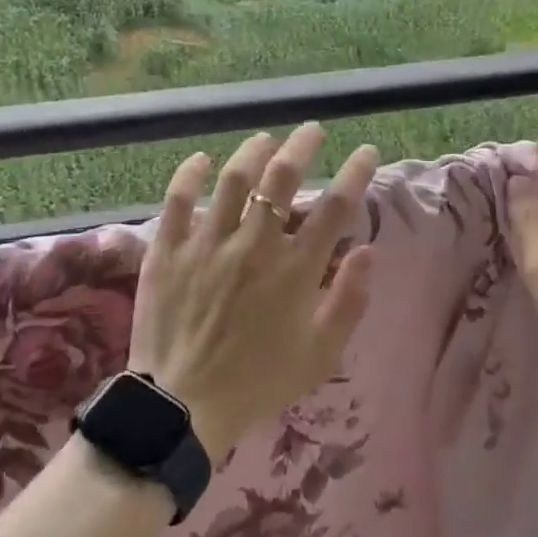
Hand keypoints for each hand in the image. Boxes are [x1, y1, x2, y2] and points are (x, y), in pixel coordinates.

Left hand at [129, 125, 379, 457]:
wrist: (183, 406)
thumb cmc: (259, 382)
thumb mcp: (320, 354)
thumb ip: (349, 301)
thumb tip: (368, 252)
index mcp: (295, 270)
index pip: (336, 207)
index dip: (355, 173)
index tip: (365, 151)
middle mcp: (254, 245)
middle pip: (283, 178)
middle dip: (303, 145)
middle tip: (312, 131)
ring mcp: (207, 243)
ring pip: (234, 178)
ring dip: (253, 151)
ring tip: (266, 140)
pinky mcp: (169, 249)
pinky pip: (178, 199)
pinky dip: (191, 173)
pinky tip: (203, 159)